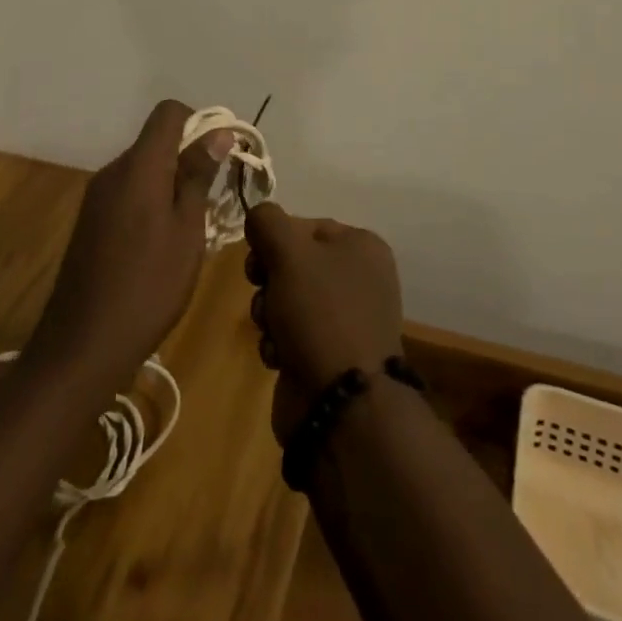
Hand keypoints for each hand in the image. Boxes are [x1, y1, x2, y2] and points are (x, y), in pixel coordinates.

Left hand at [29, 100, 227, 389]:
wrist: (82, 344)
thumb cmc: (148, 286)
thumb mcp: (187, 230)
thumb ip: (198, 176)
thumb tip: (217, 132)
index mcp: (139, 166)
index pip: (168, 112)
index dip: (198, 123)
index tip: (219, 157)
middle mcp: (113, 170)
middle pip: (156, 141)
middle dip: (188, 157)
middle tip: (212, 199)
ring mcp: (97, 196)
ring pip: (143, 168)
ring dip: (170, 183)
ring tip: (190, 228)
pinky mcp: (90, 220)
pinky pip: (128, 192)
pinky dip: (150, 201)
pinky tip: (160, 244)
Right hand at [243, 204, 404, 443]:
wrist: (341, 405)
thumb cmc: (320, 314)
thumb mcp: (289, 252)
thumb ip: (267, 221)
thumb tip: (259, 215)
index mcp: (362, 246)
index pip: (305, 225)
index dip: (275, 240)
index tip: (258, 257)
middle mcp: (360, 278)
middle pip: (295, 262)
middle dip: (269, 278)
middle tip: (262, 290)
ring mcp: (347, 320)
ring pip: (288, 298)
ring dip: (269, 312)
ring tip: (272, 331)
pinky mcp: (332, 356)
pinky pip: (293, 334)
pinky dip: (279, 342)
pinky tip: (278, 356)